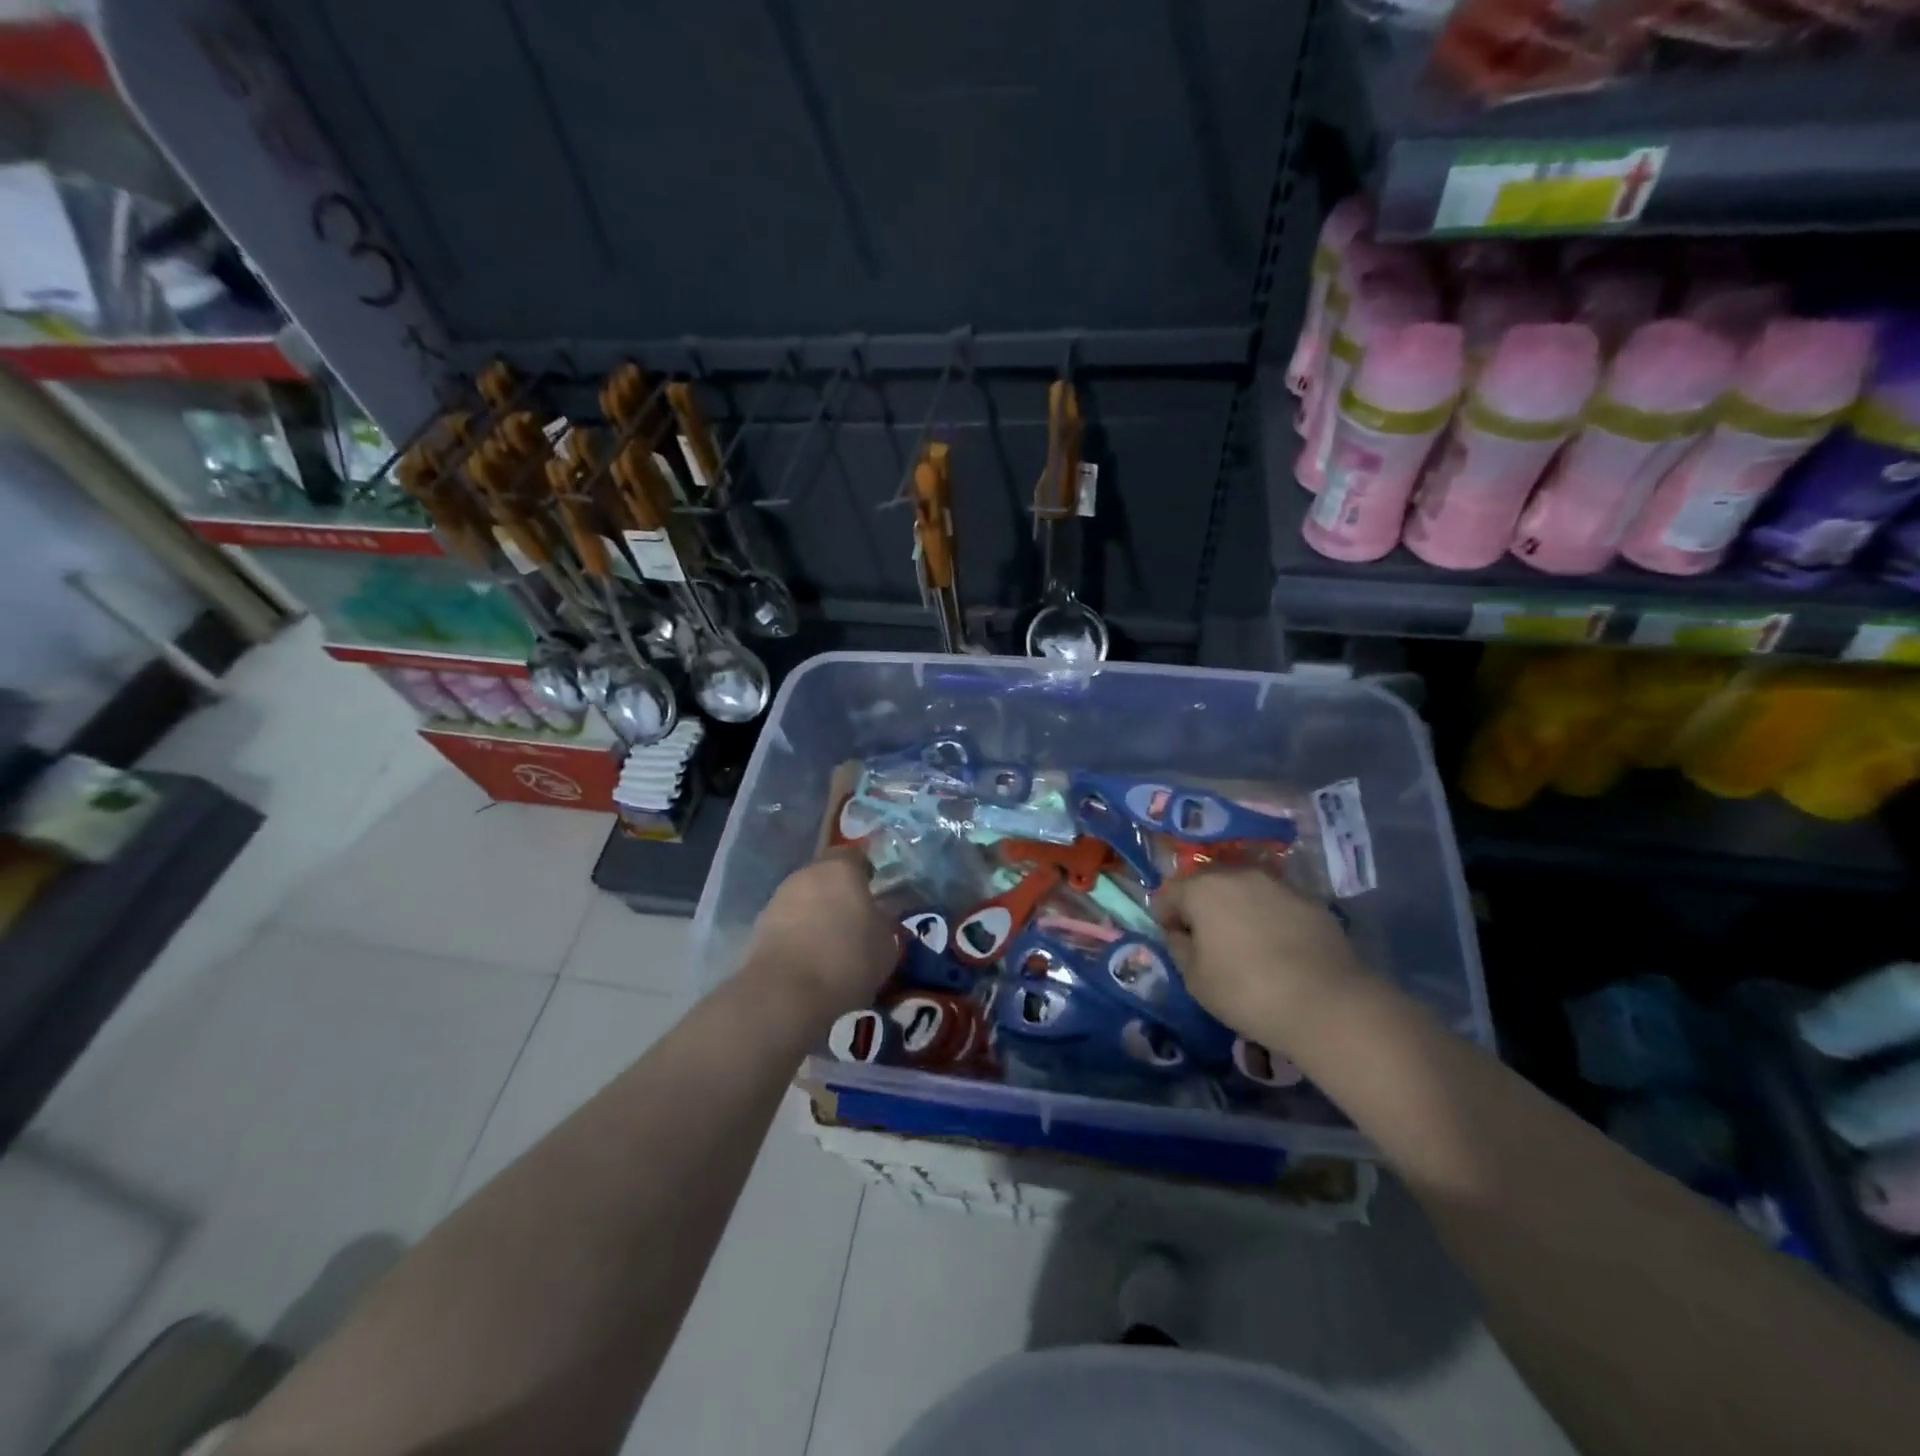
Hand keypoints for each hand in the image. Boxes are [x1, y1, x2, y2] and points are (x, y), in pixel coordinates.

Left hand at [741, 850, 897, 1019]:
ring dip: (815, 914)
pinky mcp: (759, 926)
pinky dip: (798, 934)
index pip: (854, 856)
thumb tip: (876, 918)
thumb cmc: (847, 960)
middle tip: (853, 921)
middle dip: (838, 894)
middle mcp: (806, 875)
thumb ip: (882, 922)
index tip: (874, 892)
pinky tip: (809, 959)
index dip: (864, 872)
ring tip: (830, 944)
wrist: (786, 994)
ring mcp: (779, 899)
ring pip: (804, 899)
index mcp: (840, 869)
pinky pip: (787, 922)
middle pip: (825, 876)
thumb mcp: (886, 944)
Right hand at [1154, 868, 1363, 1047]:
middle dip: (1201, 907)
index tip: (1174, 942)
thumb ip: (1179, 948)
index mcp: (1203, 889)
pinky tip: (1278, 949)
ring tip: (1244, 944)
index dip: (1165, 918)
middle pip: (1207, 884)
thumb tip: (1180, 933)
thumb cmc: (1246, 991)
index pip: (1169, 894)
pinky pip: (1276, 905)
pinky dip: (1269, 919)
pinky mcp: (1311, 902)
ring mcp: (1279, 885)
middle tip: (1206, 942)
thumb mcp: (1195, 980)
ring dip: (1237, 910)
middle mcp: (1239, 875)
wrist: (1327, 1004)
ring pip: (1244, 891)